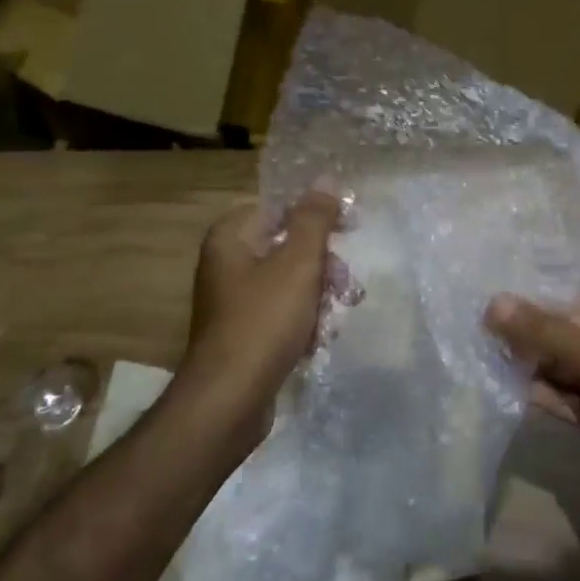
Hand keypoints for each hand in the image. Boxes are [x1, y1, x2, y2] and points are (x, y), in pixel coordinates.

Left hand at [178, 190, 342, 456]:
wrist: (229, 400)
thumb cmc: (264, 322)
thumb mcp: (297, 264)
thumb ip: (314, 219)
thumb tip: (326, 180)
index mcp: (232, 237)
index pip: (282, 208)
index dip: (319, 216)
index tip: (351, 228)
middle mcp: (228, 263)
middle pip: (289, 247)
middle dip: (324, 267)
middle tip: (344, 287)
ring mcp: (234, 300)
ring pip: (291, 282)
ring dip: (319, 297)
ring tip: (332, 319)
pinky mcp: (244, 332)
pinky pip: (282, 313)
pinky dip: (303, 322)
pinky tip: (317, 341)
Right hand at [484, 267, 579, 538]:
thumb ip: (548, 333)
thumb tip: (493, 303)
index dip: (558, 272)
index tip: (509, 264)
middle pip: (569, 320)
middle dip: (530, 315)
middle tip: (476, 302)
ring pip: (559, 359)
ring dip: (525, 353)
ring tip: (474, 335)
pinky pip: (557, 394)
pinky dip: (532, 387)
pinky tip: (495, 376)